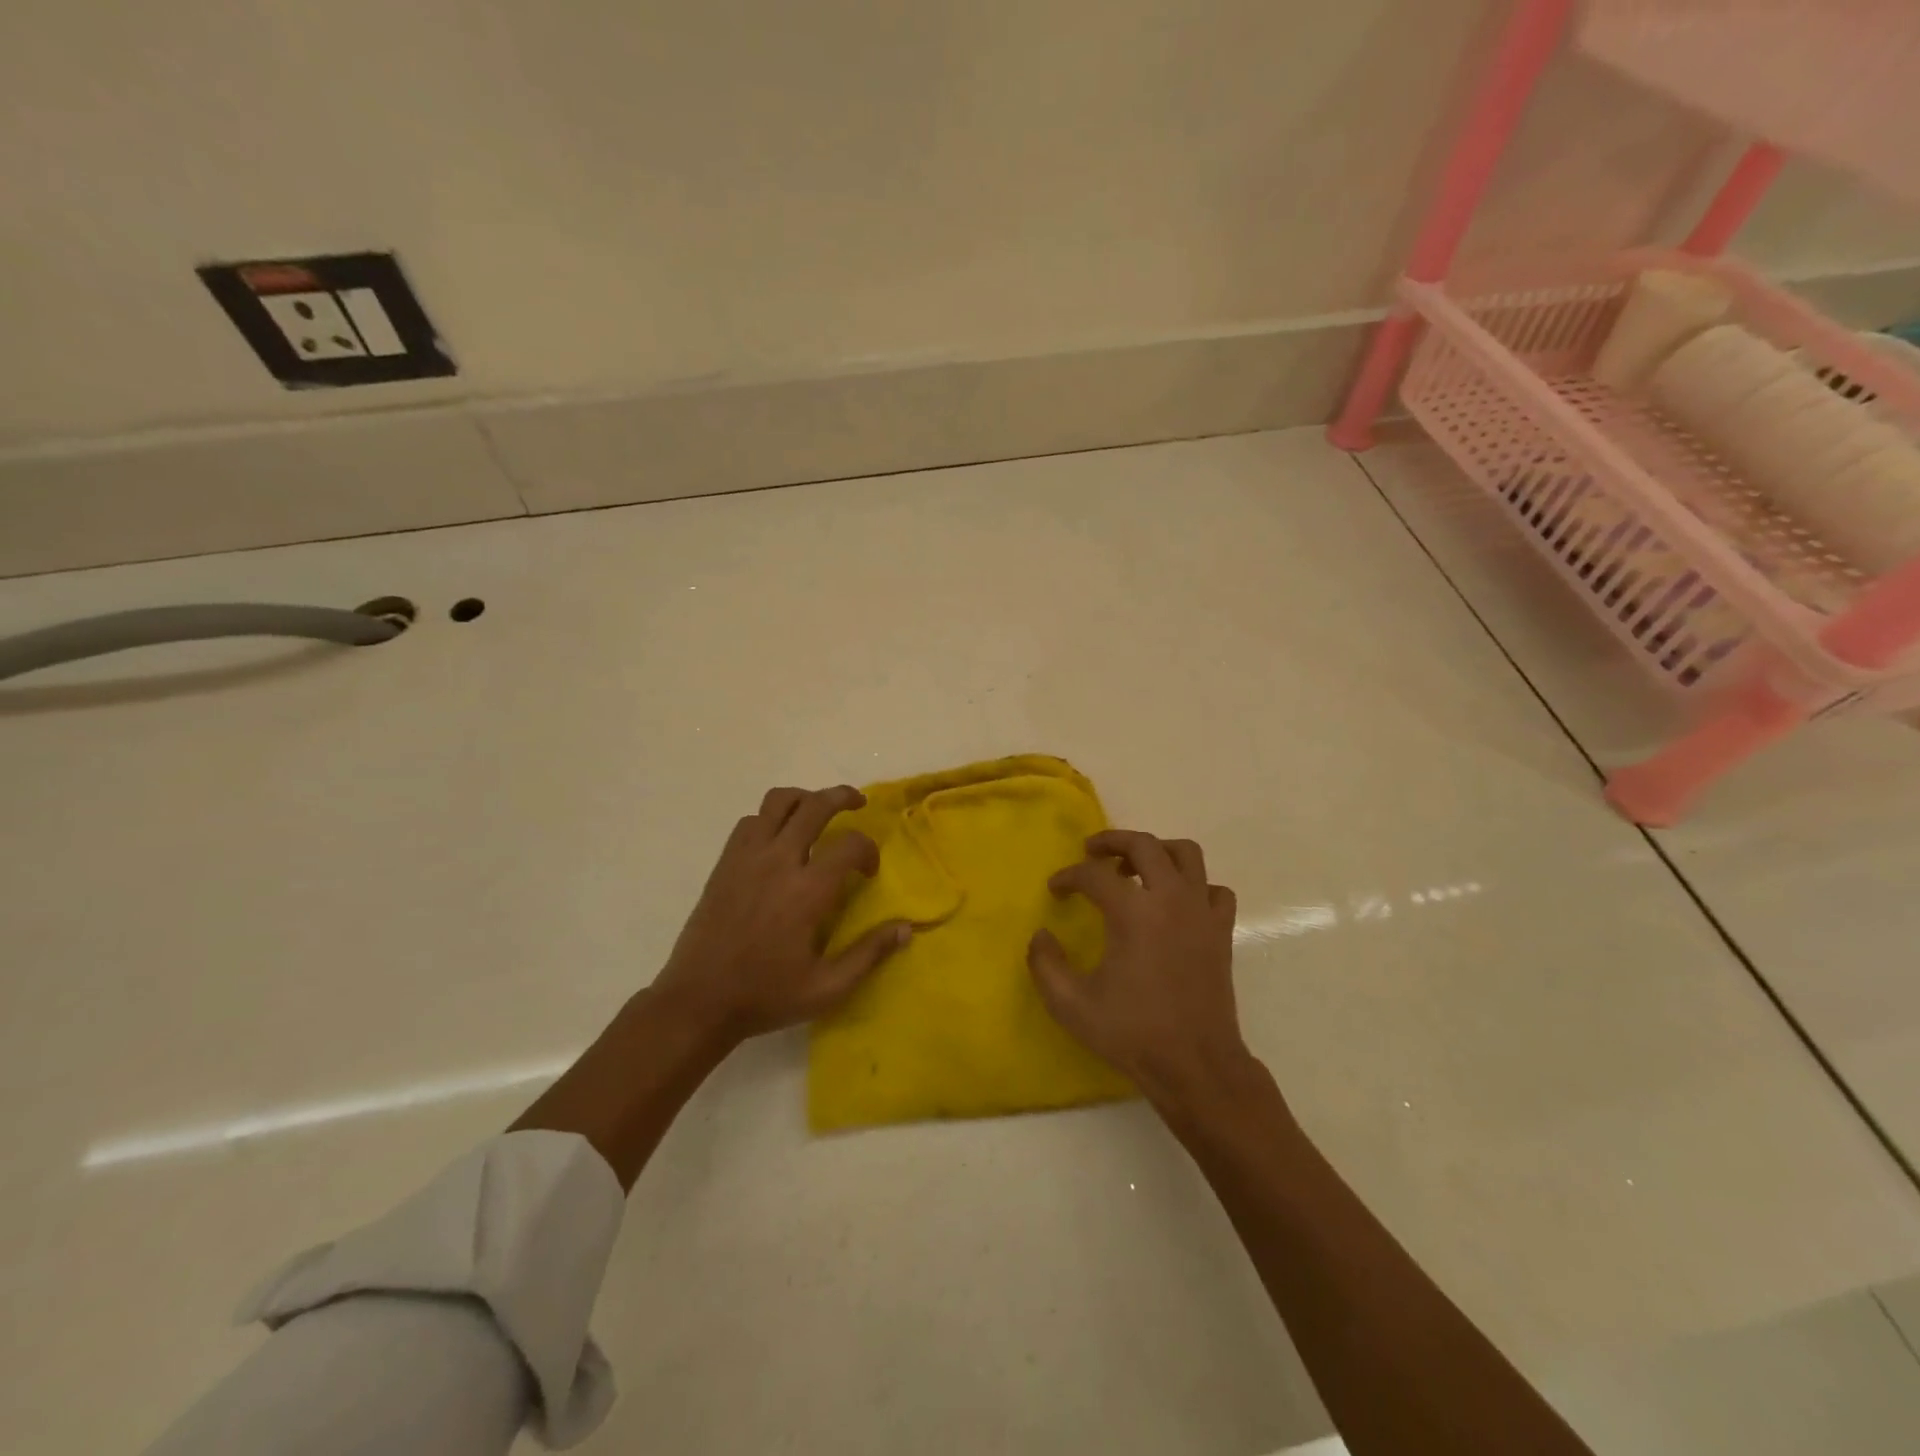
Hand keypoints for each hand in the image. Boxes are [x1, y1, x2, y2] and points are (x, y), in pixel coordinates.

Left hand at [650, 784, 910, 1046]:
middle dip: (842, 796)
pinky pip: (750, 821)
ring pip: (778, 801)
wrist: (698, 1001)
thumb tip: (907, 928)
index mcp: (807, 891)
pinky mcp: (725, 863)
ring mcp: (747, 858)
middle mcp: (778, 862)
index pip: (850, 844)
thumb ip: (869, 954)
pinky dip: (771, 818)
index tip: (868, 871)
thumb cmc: (766, 996)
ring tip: (817, 812)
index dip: (868, 850)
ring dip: (804, 799)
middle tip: (858, 803)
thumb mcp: (827, 988)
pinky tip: (779, 840)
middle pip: (815, 805)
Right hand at [1028, 829, 1248, 1107]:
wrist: (1196, 1065)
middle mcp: (1170, 898)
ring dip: (1158, 851)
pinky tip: (1177, 903)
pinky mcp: (1221, 931)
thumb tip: (1041, 935)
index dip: (1069, 876)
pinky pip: (1213, 889)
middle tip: (1092, 852)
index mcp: (1132, 912)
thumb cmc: (1132, 1032)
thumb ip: (1045, 963)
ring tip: (1136, 866)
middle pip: (1144, 845)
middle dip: (1113, 841)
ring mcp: (1201, 912)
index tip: (1055, 888)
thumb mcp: (1070, 1003)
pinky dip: (1194, 885)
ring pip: (1186, 854)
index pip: (1094, 874)